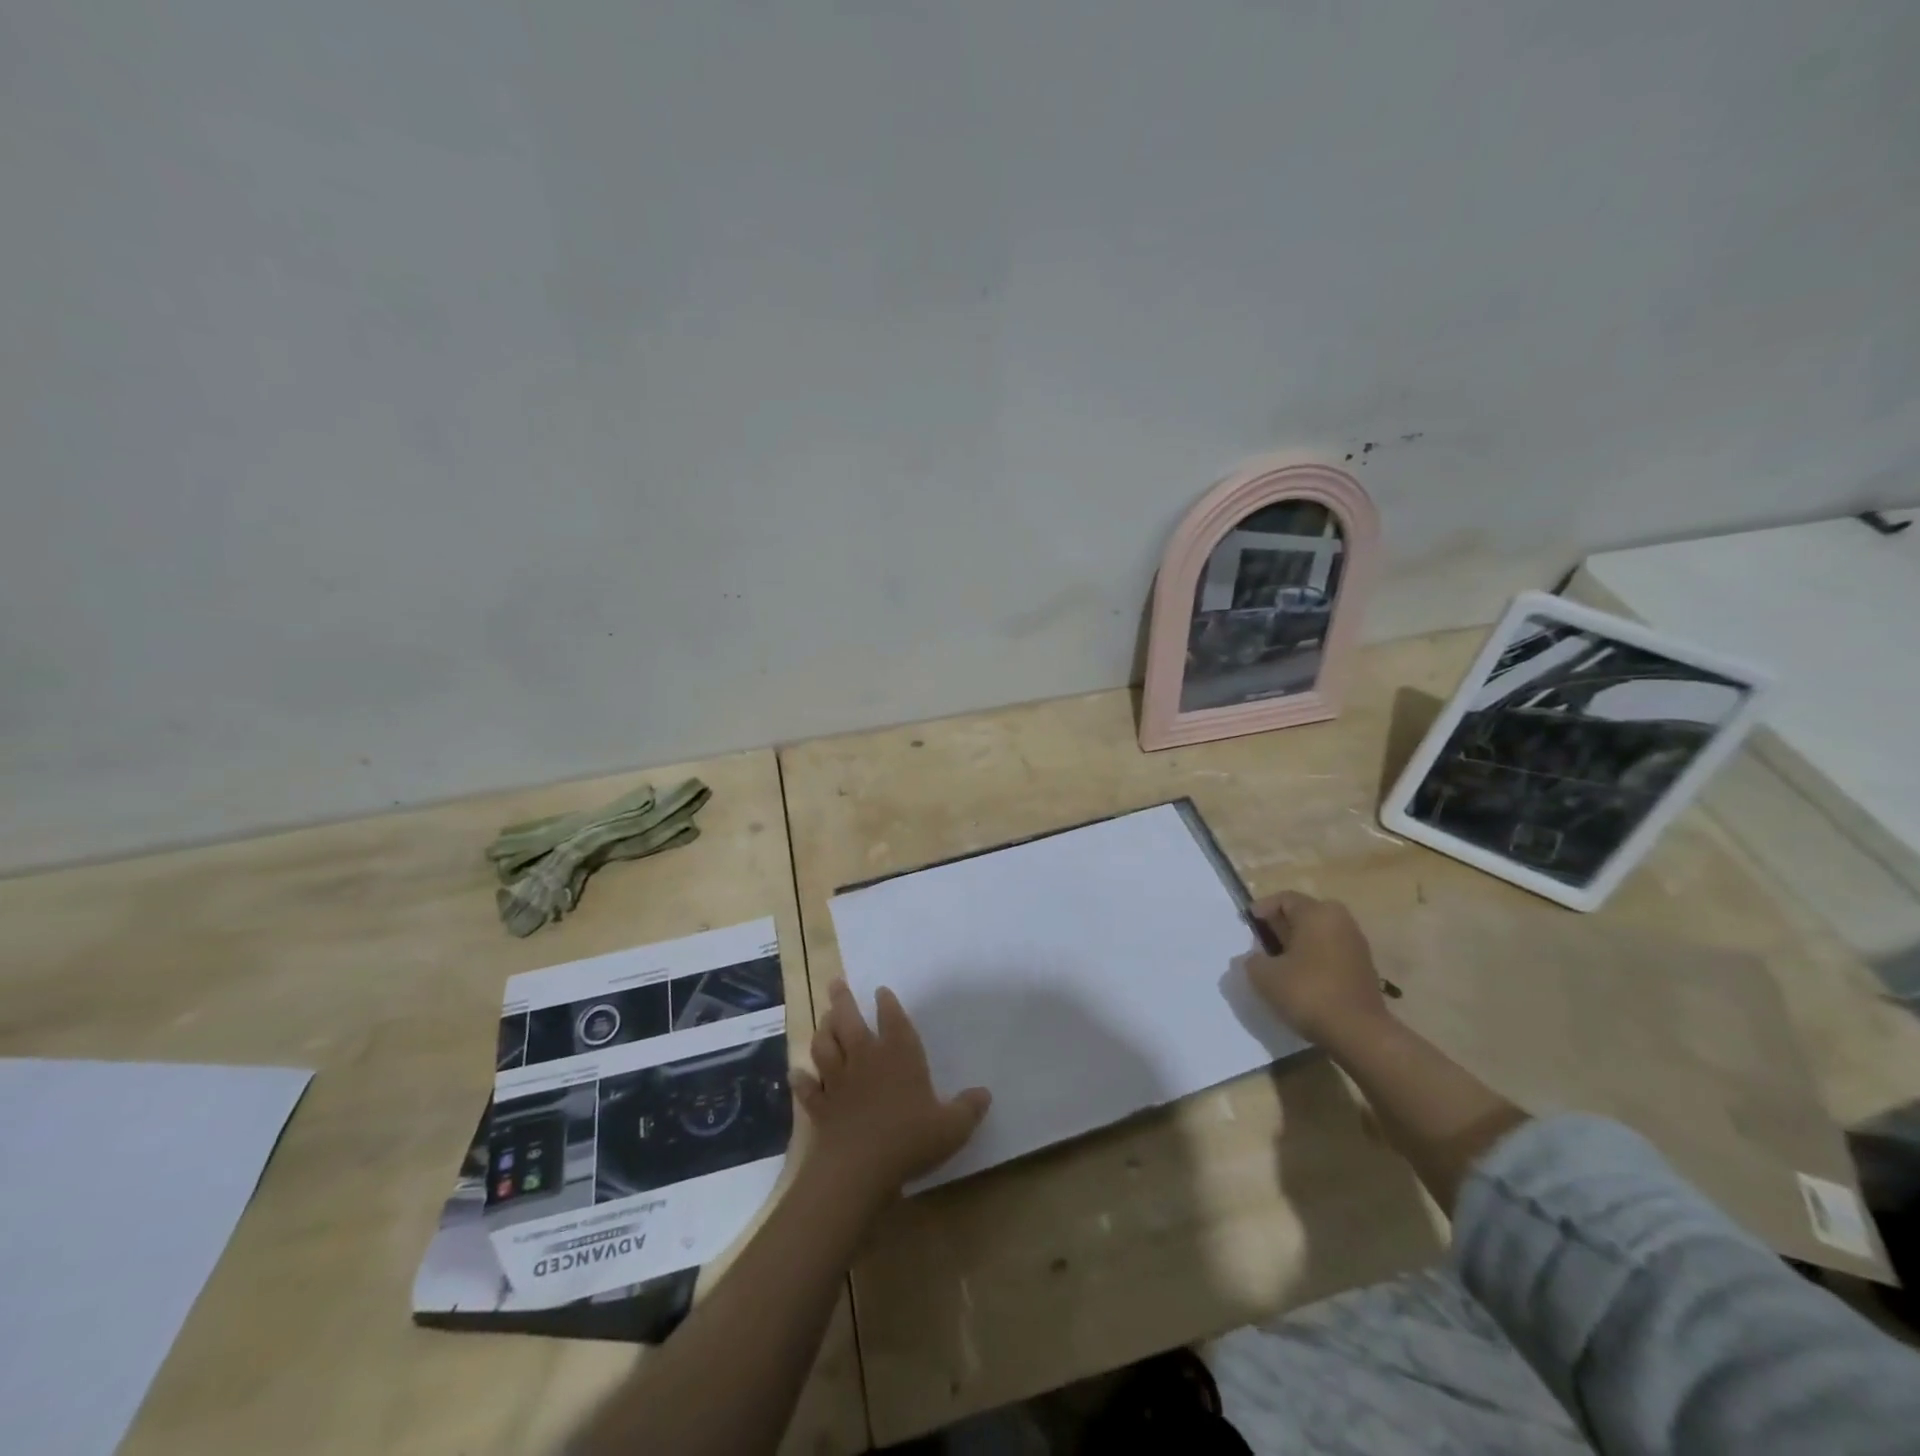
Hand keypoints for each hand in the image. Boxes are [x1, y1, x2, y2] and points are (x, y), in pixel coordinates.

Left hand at [793, 981, 990, 1202]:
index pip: (893, 1019)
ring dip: (822, 1031)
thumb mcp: (952, 1127)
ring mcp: (839, 1081)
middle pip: (849, 1020)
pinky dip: (801, 1079)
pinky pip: (808, 1088)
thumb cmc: (909, 1139)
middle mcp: (866, 1059)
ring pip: (825, 1046)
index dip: (887, 1003)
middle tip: (835, 983)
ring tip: (822, 1019)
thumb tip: (985, 1094)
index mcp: (899, 1055)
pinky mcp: (821, 1106)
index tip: (881, 991)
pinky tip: (795, 1073)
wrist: (859, 1168)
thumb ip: (969, 1109)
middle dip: (842, 1000)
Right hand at [1245, 890, 1388, 1044]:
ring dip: (1298, 943)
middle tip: (1263, 943)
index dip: (1261, 909)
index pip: (1284, 899)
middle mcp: (1341, 921)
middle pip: (1304, 913)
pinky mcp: (1364, 967)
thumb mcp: (1264, 976)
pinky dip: (1314, 957)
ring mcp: (1356, 944)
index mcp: (1317, 913)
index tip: (1247, 926)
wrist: (1359, 1033)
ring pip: (1319, 933)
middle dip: (1281, 925)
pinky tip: (1301, 978)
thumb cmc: (1308, 992)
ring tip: (1280, 963)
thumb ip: (1252, 960)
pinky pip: (1331, 951)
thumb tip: (1254, 957)